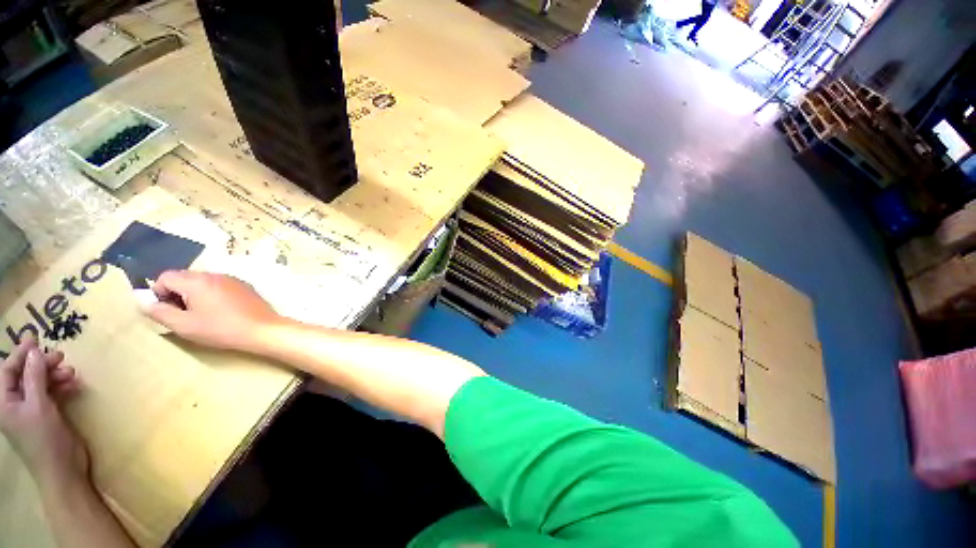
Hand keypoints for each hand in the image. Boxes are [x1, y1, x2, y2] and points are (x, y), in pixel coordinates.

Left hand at [0, 339, 87, 484]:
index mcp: (4, 403)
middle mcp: (14, 404)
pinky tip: (74, 384)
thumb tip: (34, 352)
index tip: (35, 338)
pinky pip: (50, 393)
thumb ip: (35, 378)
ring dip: (54, 375)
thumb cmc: (45, 439)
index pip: (7, 371)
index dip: (20, 354)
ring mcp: (31, 410)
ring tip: (72, 373)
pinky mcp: (46, 414)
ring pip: (40, 383)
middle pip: (25, 375)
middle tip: (61, 357)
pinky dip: (61, 386)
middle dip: (42, 365)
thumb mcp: (39, 406)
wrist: (63, 470)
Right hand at [144, 270, 281, 351]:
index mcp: (197, 281)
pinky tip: (220, 312)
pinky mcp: (245, 286)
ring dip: (194, 294)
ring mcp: (232, 279)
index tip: (166, 310)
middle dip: (176, 293)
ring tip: (201, 315)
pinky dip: (212, 295)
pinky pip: (219, 286)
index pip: (165, 276)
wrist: (262, 329)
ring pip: (202, 282)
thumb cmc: (221, 329)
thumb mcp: (183, 325)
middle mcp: (214, 274)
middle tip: (182, 314)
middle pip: (184, 277)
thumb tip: (143, 301)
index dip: (158, 292)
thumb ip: (159, 312)